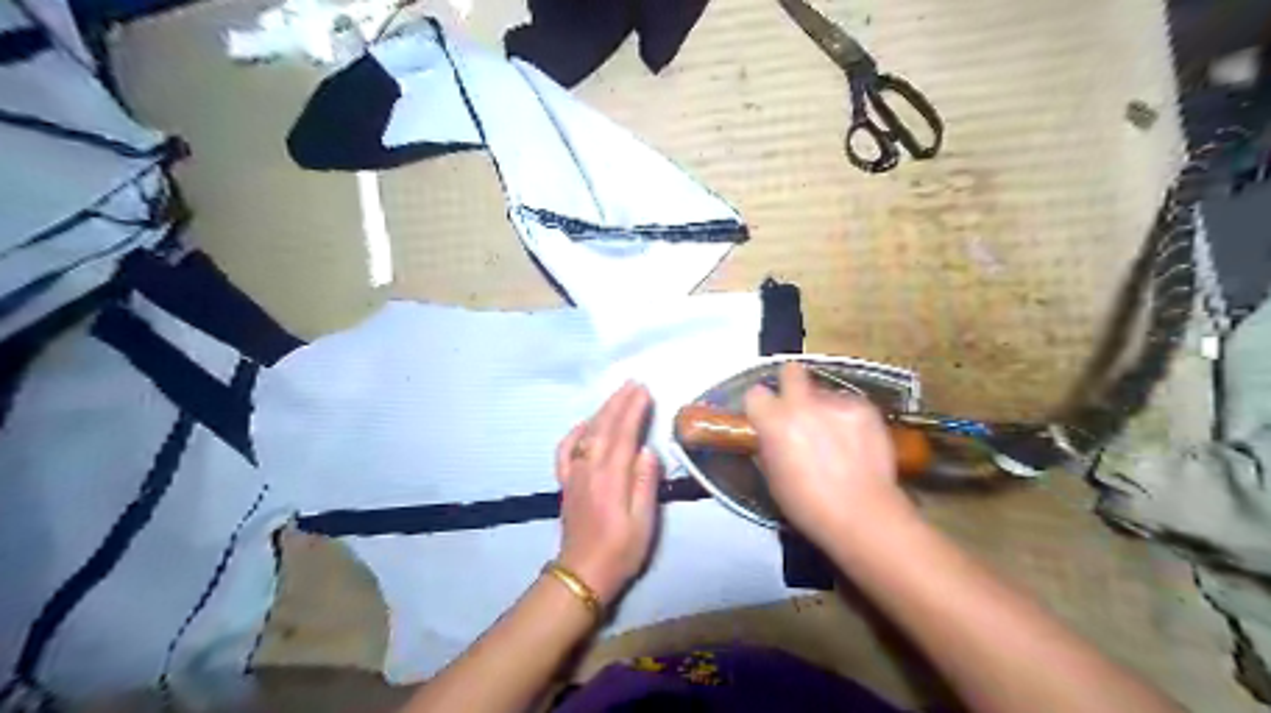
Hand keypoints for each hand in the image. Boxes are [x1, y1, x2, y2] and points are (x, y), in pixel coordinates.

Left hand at [555, 381, 658, 604]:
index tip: (644, 391)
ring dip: (602, 411)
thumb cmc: (620, 552)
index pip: (624, 434)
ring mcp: (575, 475)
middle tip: (634, 383)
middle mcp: (590, 470)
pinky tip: (585, 424)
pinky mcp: (566, 483)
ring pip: (587, 434)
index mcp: (611, 478)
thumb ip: (645, 485)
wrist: (583, 574)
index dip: (634, 410)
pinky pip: (566, 451)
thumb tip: (647, 451)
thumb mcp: (643, 523)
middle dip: (619, 402)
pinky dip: (575, 433)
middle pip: (604, 427)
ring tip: (617, 395)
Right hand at [746, 366, 912, 543]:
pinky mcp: (865, 408)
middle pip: (791, 371)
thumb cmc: (808, 505)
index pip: (755, 393)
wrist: (863, 515)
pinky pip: (849, 403)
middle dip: (791, 383)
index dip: (760, 405)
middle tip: (798, 406)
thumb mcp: (773, 477)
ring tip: (835, 435)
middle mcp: (803, 404)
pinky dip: (848, 417)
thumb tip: (771, 435)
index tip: (766, 417)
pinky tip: (856, 440)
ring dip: (823, 407)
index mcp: (774, 422)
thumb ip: (769, 446)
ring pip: (824, 392)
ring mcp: (837, 403)